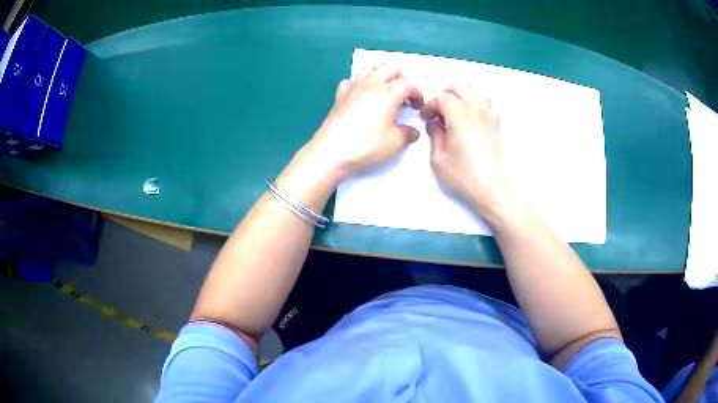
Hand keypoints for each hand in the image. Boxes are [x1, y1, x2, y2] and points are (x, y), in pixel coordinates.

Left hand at [303, 65, 423, 179]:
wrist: (330, 152)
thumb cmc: (365, 146)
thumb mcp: (394, 143)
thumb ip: (408, 134)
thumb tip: (412, 131)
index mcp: (388, 93)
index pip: (408, 84)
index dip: (417, 94)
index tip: (417, 107)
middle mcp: (371, 85)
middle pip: (389, 68)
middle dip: (401, 78)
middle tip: (403, 96)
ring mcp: (353, 89)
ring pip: (369, 69)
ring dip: (380, 76)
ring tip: (384, 93)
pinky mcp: (339, 97)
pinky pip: (350, 82)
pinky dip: (358, 85)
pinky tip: (360, 97)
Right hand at [420, 82, 513, 216]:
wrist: (490, 189)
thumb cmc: (464, 177)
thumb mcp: (438, 159)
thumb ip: (434, 135)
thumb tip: (434, 124)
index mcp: (459, 117)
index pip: (442, 98)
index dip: (431, 105)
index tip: (426, 117)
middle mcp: (476, 110)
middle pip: (459, 87)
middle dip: (445, 95)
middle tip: (438, 111)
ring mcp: (489, 115)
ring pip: (474, 89)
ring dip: (461, 94)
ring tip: (454, 110)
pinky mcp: (496, 123)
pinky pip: (490, 100)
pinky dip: (480, 100)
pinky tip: (473, 112)